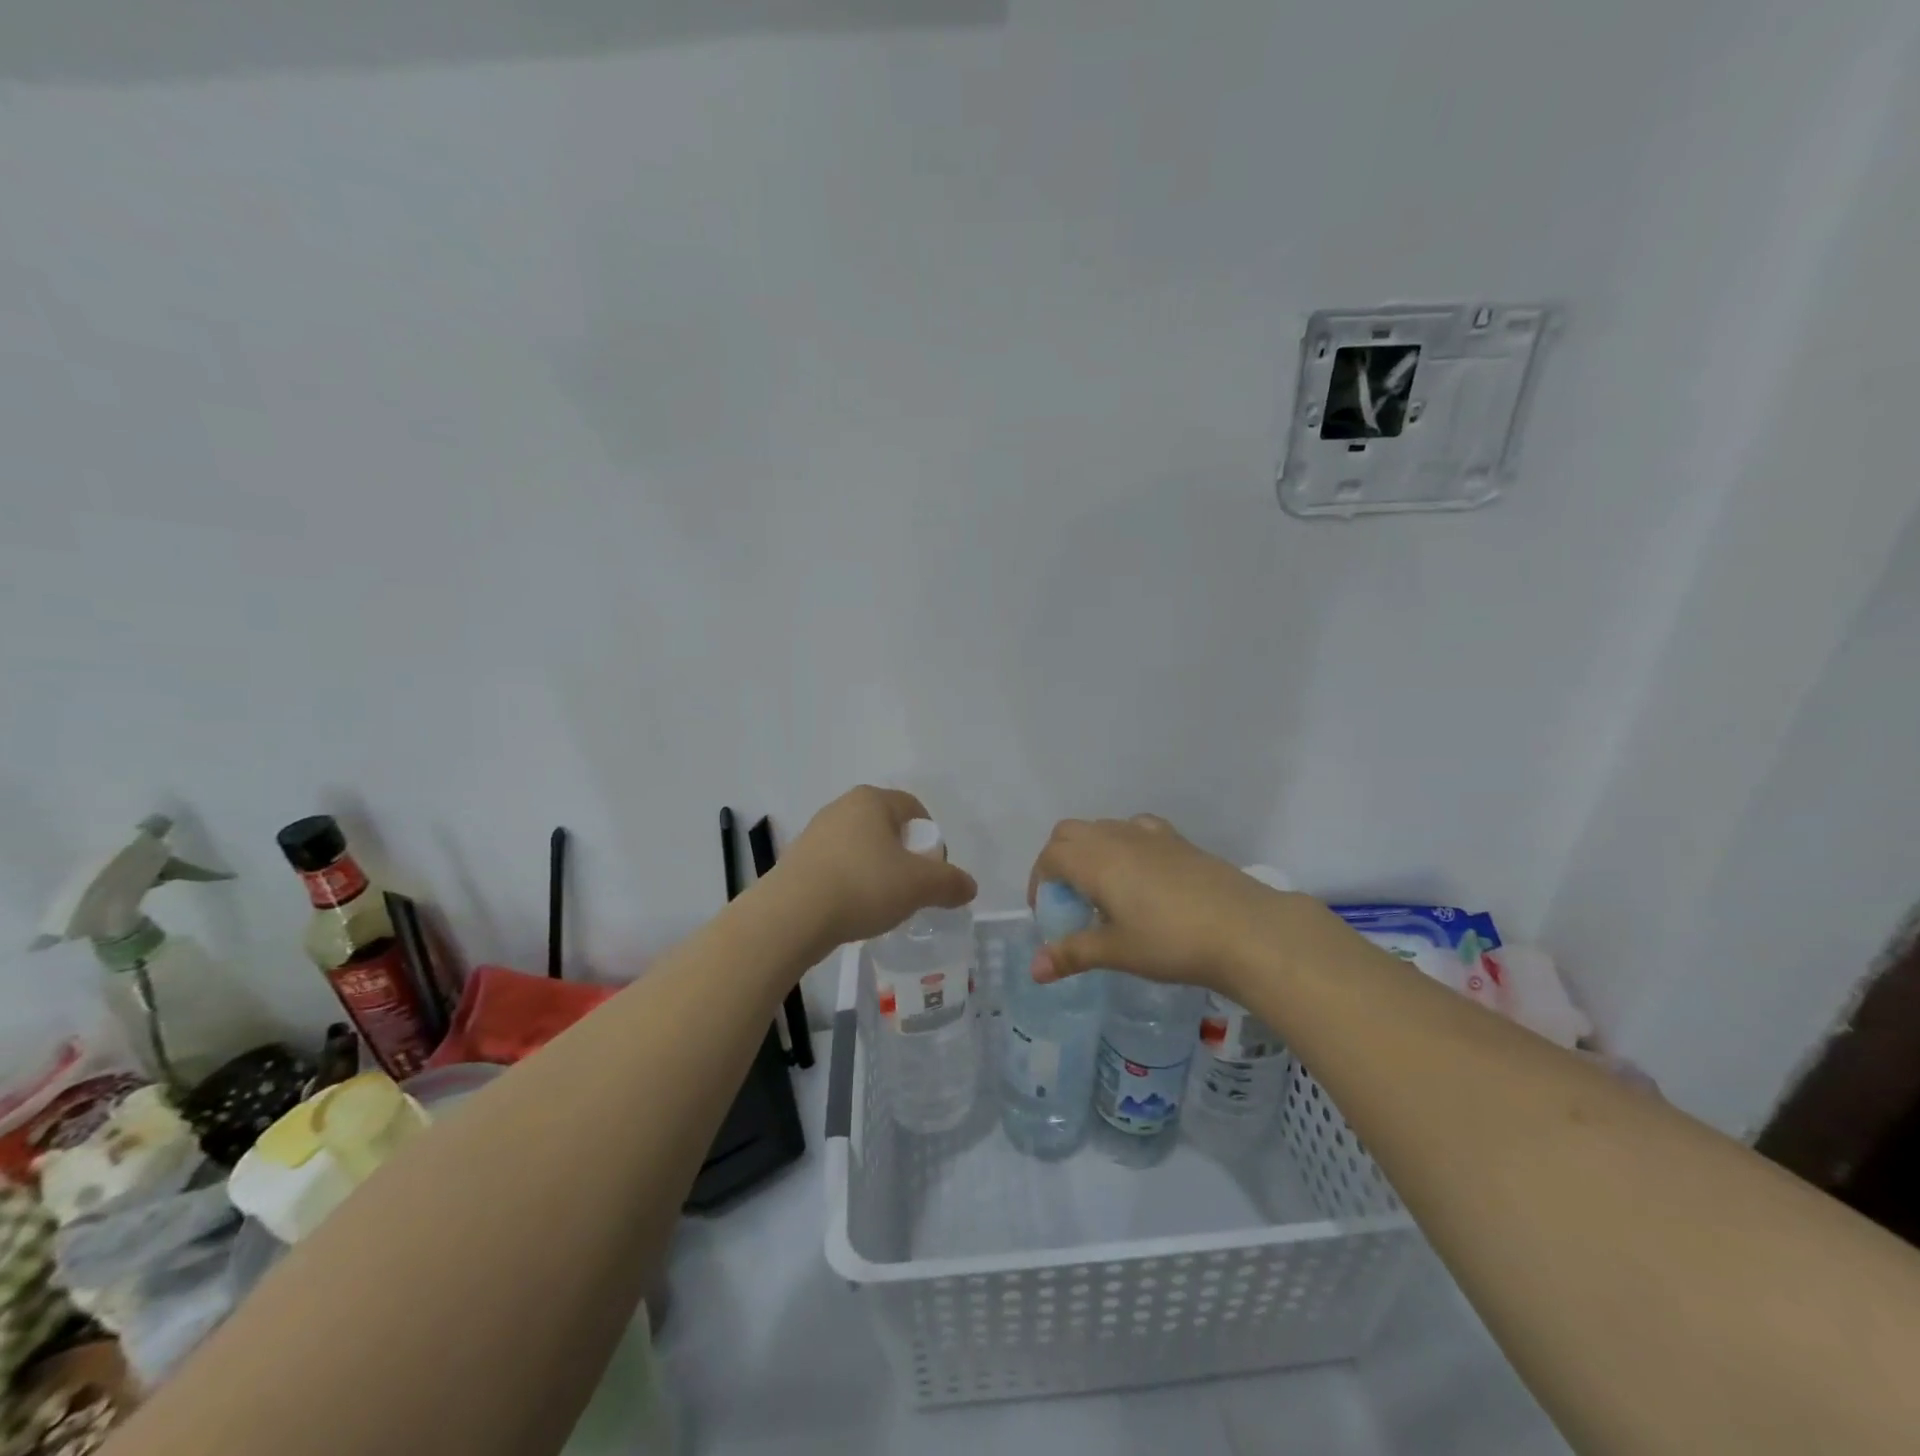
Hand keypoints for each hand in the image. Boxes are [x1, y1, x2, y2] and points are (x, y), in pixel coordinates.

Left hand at [780, 786, 977, 948]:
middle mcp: (841, 807)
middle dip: (903, 857)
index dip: (930, 840)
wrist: (792, 915)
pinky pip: (836, 867)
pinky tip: (851, 910)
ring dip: (876, 872)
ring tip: (880, 904)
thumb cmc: (862, 885)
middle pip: (886, 829)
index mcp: (872, 799)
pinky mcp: (796, 860)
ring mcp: (815, 833)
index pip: (914, 809)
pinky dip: (850, 884)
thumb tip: (969, 886)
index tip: (932, 872)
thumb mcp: (919, 886)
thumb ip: (950, 883)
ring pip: (860, 849)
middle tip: (910, 889)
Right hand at [1026, 815, 1309, 996]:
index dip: (1039, 882)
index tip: (1048, 914)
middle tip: (1068, 899)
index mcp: (1094, 860)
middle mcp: (1116, 837)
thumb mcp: (1117, 951)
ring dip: (1090, 851)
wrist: (1245, 928)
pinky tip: (1140, 875)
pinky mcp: (1179, 840)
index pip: (1050, 856)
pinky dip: (1124, 844)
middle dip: (1058, 860)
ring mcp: (1150, 835)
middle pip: (1070, 833)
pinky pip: (1136, 829)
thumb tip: (1034, 970)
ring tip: (1103, 891)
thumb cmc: (1171, 942)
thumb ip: (1072, 954)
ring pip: (1103, 828)